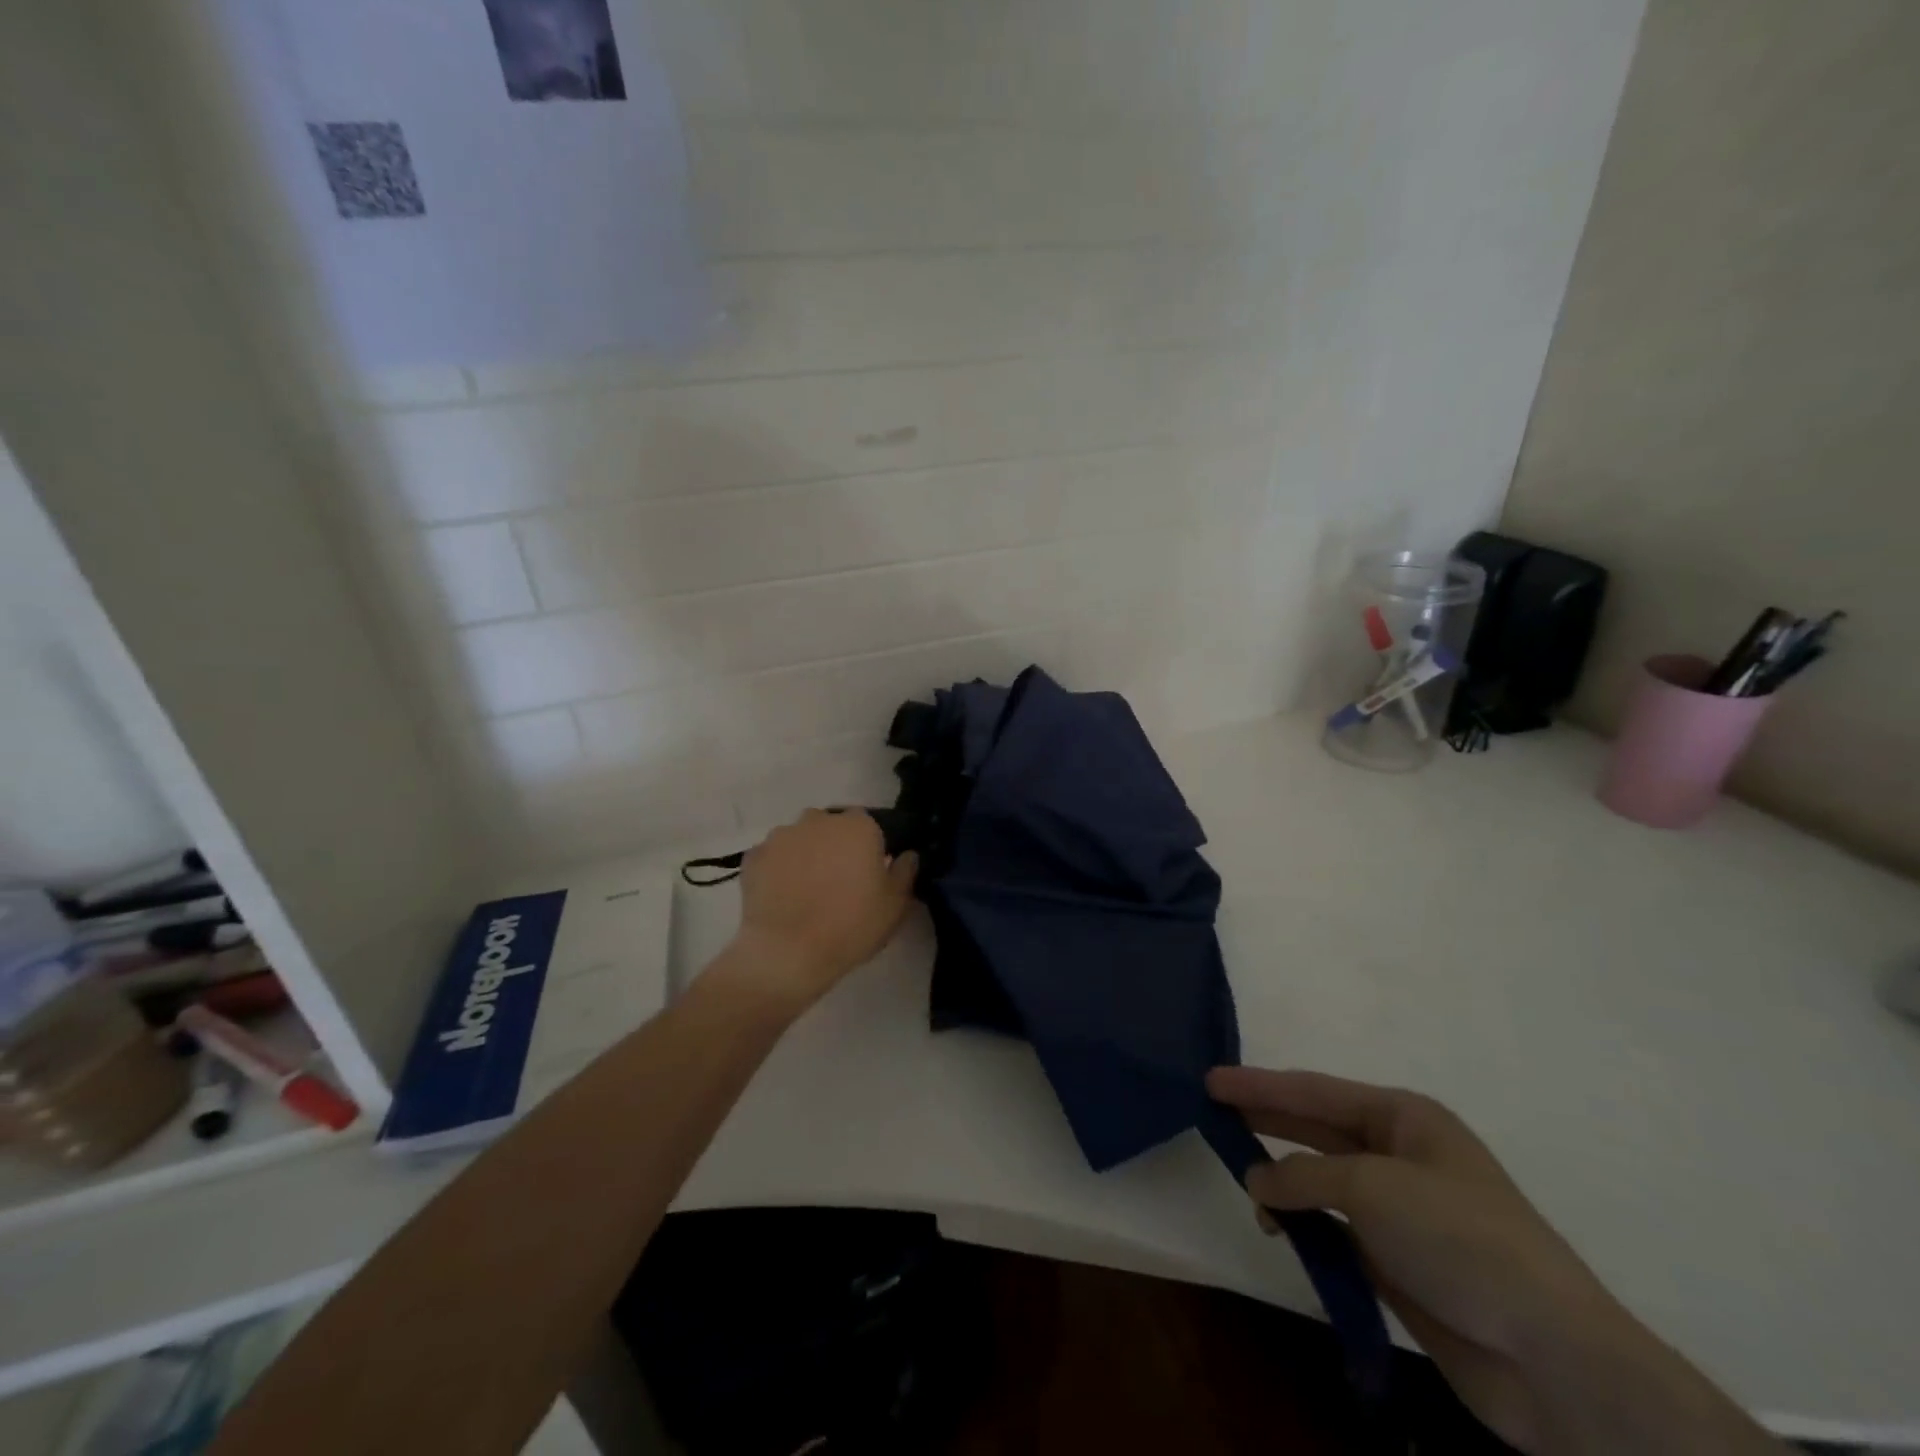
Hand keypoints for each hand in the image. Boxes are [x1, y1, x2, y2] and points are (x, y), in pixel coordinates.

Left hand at [729, 809, 917, 1009]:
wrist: (787, 953)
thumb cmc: (851, 925)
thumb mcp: (895, 905)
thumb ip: (905, 872)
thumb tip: (907, 855)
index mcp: (858, 826)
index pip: (870, 825)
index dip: (871, 848)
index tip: (871, 873)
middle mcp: (819, 820)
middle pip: (833, 827)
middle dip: (837, 847)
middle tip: (840, 882)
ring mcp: (782, 835)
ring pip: (801, 839)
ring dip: (807, 856)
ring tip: (807, 892)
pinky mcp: (754, 856)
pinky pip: (774, 857)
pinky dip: (779, 870)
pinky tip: (783, 897)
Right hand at [1207, 1068, 1782, 1455]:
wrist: (1551, 1355)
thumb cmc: (1459, 1237)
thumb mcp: (1371, 1187)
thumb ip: (1303, 1176)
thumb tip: (1256, 1181)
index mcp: (1404, 1118)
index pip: (1314, 1091)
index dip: (1260, 1084)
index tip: (1210, 1080)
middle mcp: (1399, 1155)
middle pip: (1316, 1128)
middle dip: (1266, 1120)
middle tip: (1210, 1112)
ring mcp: (1400, 1210)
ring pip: (1322, 1180)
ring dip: (1283, 1181)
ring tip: (1242, 1181)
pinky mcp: (1398, 1262)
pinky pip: (1335, 1229)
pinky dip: (1305, 1226)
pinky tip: (1280, 1231)